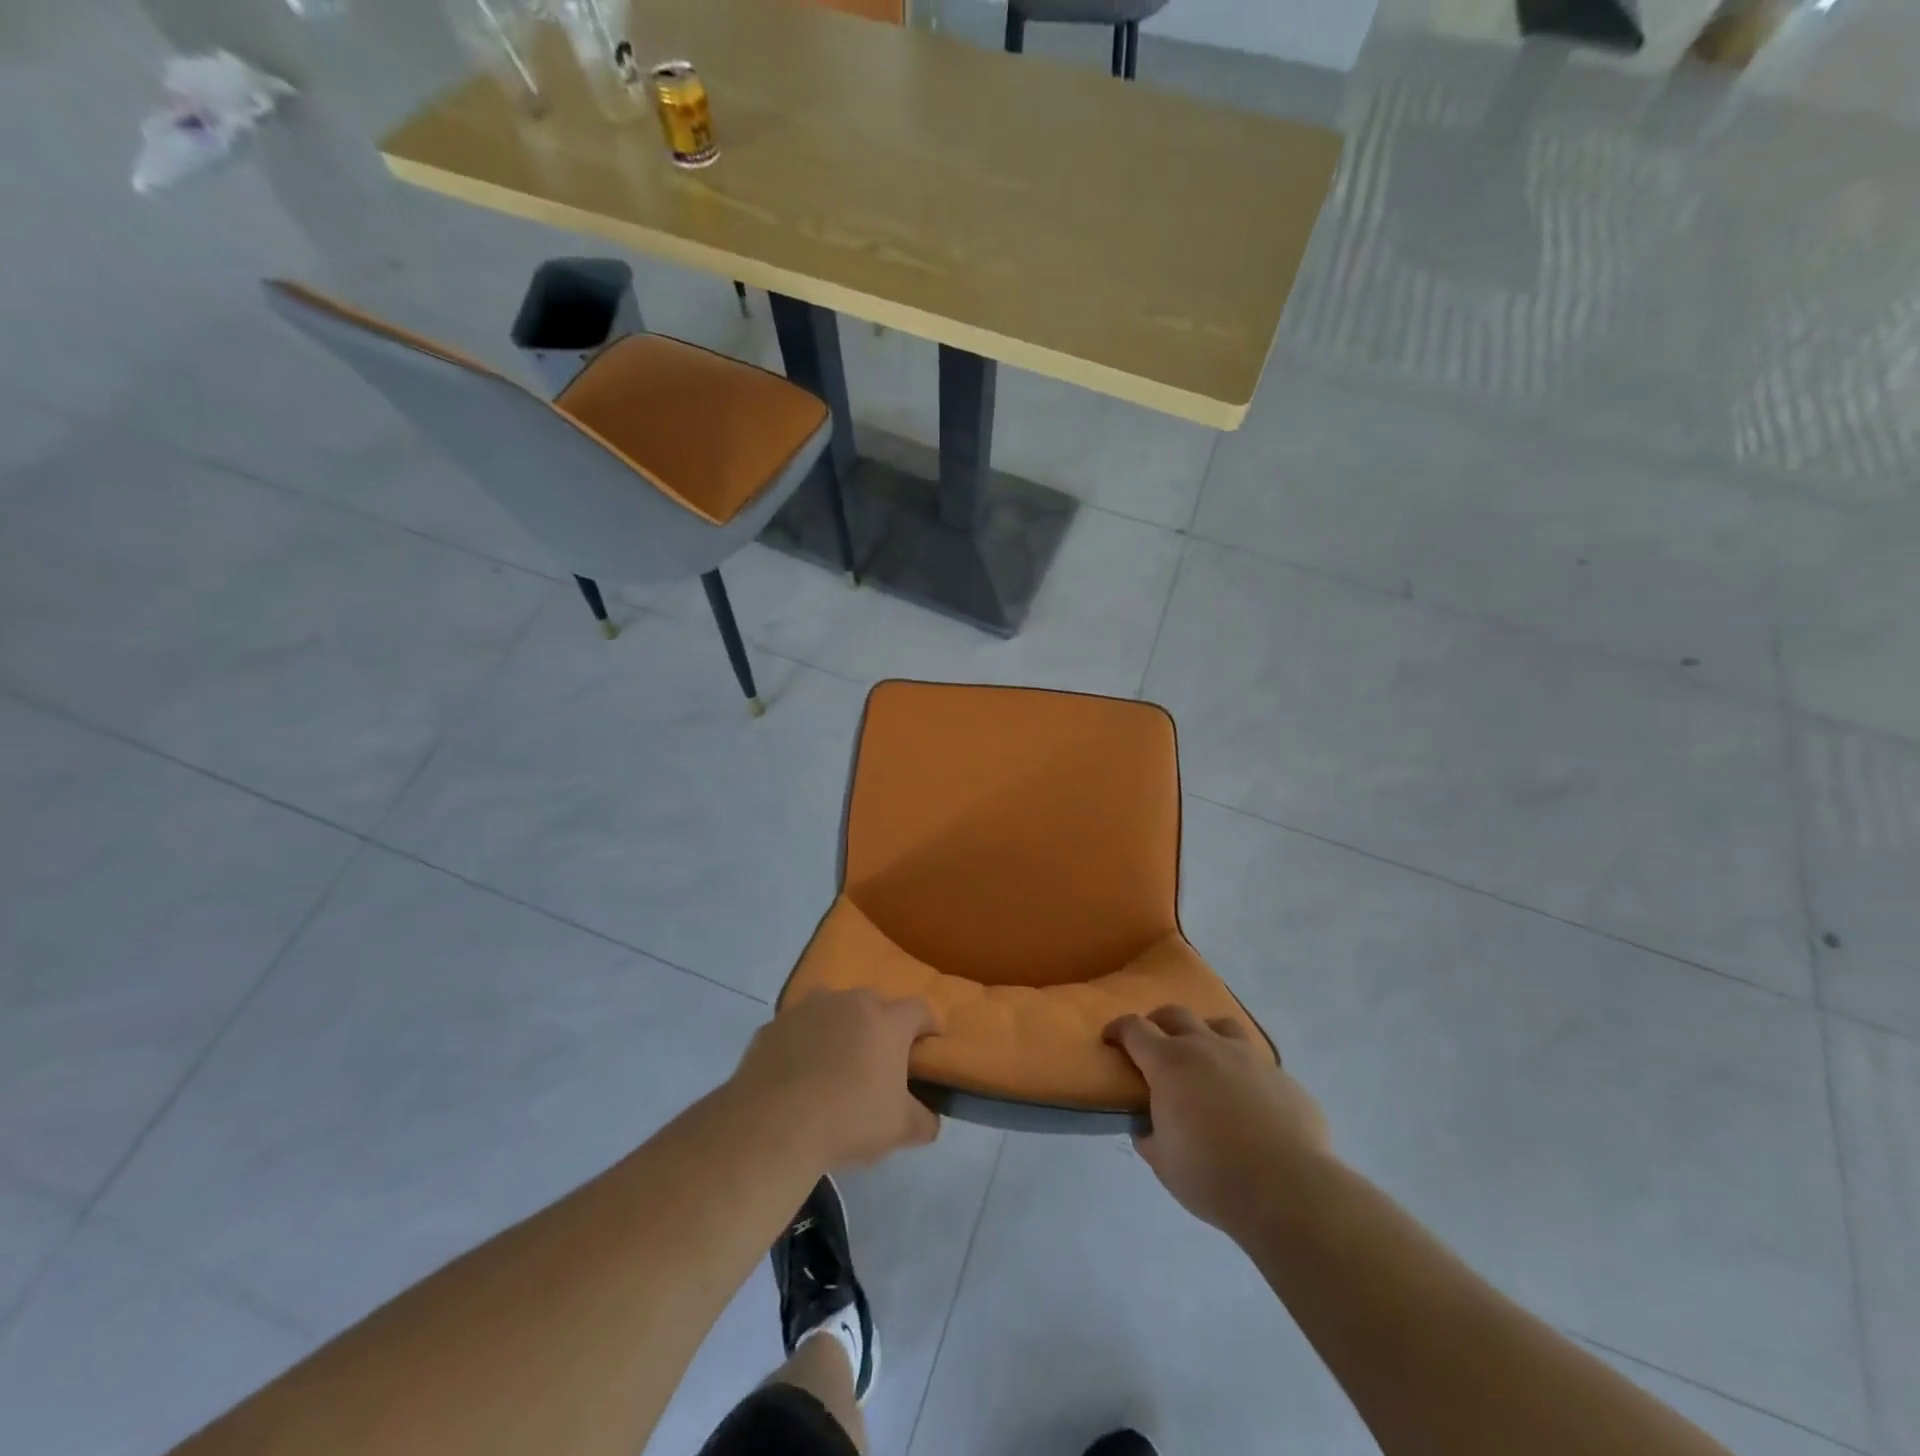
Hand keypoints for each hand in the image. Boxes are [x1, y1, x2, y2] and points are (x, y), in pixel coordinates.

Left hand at [732, 990, 940, 1168]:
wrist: (773, 1126)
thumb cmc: (848, 1120)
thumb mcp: (900, 1129)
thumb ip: (924, 1120)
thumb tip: (929, 1118)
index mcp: (886, 1020)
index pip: (919, 1010)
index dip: (927, 1027)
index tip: (927, 1048)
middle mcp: (849, 1002)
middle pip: (874, 1006)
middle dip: (879, 1028)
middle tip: (876, 1062)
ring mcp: (807, 1009)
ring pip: (833, 1012)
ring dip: (838, 1030)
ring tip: (833, 1066)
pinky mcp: (773, 1025)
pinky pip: (798, 1029)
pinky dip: (803, 1044)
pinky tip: (797, 1076)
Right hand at [1105, 1005, 1330, 1233]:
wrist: (1288, 1189)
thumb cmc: (1212, 1175)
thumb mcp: (1163, 1163)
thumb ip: (1150, 1137)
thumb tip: (1148, 1127)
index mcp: (1169, 1063)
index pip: (1134, 1029)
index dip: (1119, 1029)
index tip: (1111, 1038)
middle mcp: (1206, 1047)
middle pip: (1175, 1014)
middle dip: (1158, 1022)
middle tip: (1154, 1042)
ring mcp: (1248, 1057)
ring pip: (1220, 1025)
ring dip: (1205, 1033)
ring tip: (1204, 1056)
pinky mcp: (1281, 1076)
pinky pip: (1256, 1062)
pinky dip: (1243, 1070)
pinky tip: (1247, 1098)